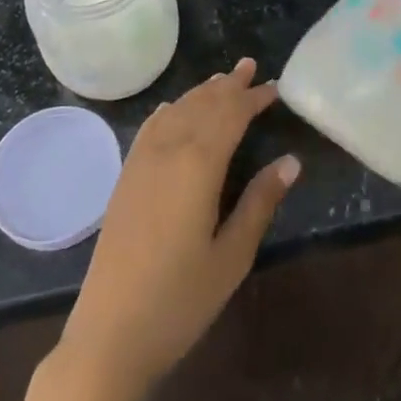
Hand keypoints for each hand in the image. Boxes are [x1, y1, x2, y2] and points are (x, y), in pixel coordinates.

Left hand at [60, 59, 299, 393]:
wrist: (109, 333)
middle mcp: (168, 150)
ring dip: (201, 92)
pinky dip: (170, 110)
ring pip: (176, 110)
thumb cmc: (180, 300)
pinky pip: (151, 127)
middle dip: (229, 85)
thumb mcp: (232, 256)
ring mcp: (141, 161)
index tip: (275, 87)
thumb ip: (260, 202)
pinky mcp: (126, 177)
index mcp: (198, 165)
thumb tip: (291, 161)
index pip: (230, 115)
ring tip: (223, 79)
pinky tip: (175, 108)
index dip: (253, 98)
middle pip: (202, 105)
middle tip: (251, 67)